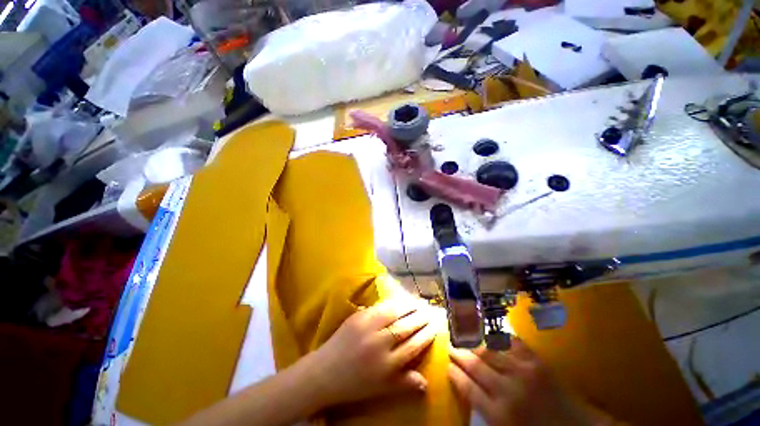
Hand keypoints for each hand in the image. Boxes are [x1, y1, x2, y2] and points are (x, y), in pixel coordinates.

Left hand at [310, 298, 439, 406]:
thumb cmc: (354, 384)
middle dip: (420, 317)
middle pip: (406, 327)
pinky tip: (399, 300)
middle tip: (430, 310)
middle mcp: (380, 343)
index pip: (413, 345)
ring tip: (419, 301)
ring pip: (394, 313)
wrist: (324, 373)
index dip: (426, 334)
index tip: (435, 326)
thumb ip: (404, 383)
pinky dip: (392, 302)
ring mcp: (368, 327)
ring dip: (409, 306)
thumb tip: (427, 382)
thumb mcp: (381, 389)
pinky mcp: (358, 317)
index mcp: (387, 364)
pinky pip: (379, 307)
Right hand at [448, 339, 611, 425]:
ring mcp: (523, 372)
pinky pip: (511, 343)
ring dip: (473, 343)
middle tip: (449, 345)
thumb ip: (485, 411)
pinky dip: (498, 337)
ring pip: (489, 351)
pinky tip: (490, 333)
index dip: (454, 373)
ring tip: (463, 336)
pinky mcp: (536, 361)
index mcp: (499, 414)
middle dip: (459, 354)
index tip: (446, 365)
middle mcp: (507, 390)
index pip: (467, 388)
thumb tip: (466, 388)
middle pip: (474, 365)